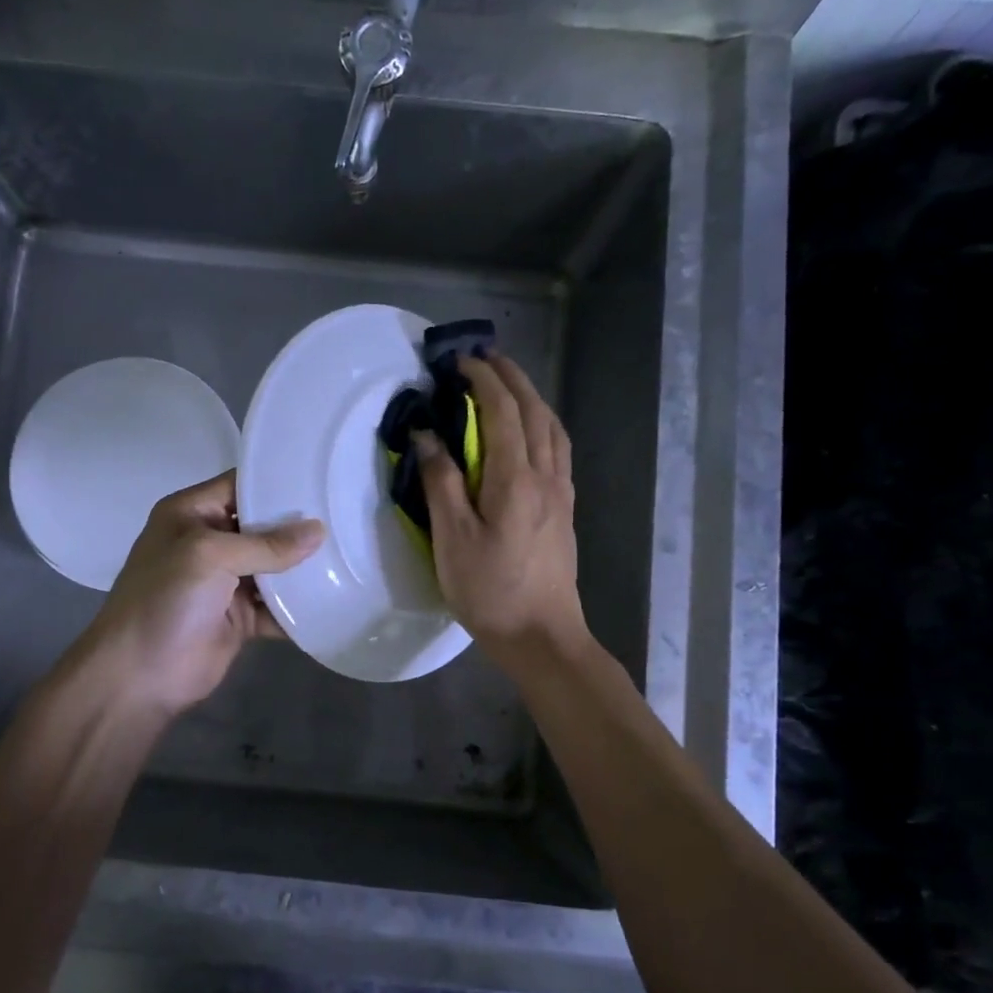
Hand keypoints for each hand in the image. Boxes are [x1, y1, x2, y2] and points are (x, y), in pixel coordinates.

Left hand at [76, 471, 323, 716]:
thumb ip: (265, 544)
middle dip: (299, 525)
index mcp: (192, 514)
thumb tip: (318, 531)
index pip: (239, 485)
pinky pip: (277, 606)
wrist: (138, 676)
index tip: (321, 477)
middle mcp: (210, 542)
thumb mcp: (209, 556)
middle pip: (262, 526)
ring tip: (350, 552)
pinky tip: (335, 597)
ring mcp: (226, 582)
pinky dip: (299, 606)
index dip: (276, 481)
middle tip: (346, 514)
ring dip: (303, 566)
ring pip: (274, 567)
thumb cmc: (164, 600)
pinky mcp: (240, 618)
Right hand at [415, 354, 587, 670]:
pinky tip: (532, 432)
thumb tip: (427, 434)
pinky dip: (543, 424)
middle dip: (510, 377)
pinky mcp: (565, 509)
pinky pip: (558, 449)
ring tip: (507, 385)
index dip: (482, 379)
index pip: (502, 411)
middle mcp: (545, 476)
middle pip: (533, 411)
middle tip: (484, 358)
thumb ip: (440, 482)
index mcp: (515, 478)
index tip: (458, 361)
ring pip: (552, 428)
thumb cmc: (490, 590)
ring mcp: (560, 492)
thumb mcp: (452, 538)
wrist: (542, 635)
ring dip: (530, 397)